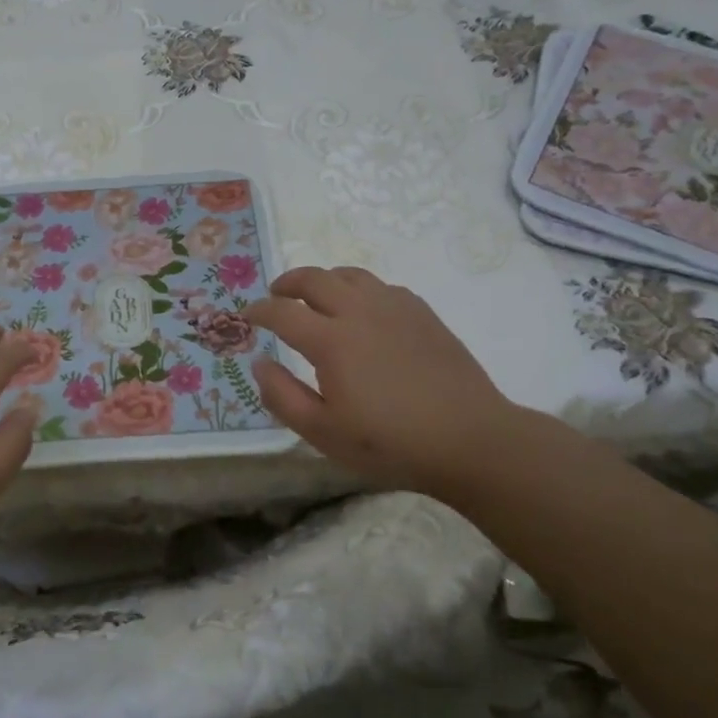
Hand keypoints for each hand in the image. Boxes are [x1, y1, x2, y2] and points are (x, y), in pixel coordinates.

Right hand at [246, 266, 521, 497]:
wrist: (470, 439)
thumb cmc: (391, 443)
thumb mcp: (323, 433)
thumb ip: (282, 396)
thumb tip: (260, 362)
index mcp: (331, 341)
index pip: (282, 312)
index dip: (259, 310)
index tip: (248, 315)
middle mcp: (359, 312)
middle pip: (314, 278)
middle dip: (287, 282)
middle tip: (276, 294)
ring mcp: (394, 307)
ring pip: (349, 275)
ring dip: (323, 280)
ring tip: (316, 296)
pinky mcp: (422, 313)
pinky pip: (380, 286)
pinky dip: (359, 289)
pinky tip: (362, 310)